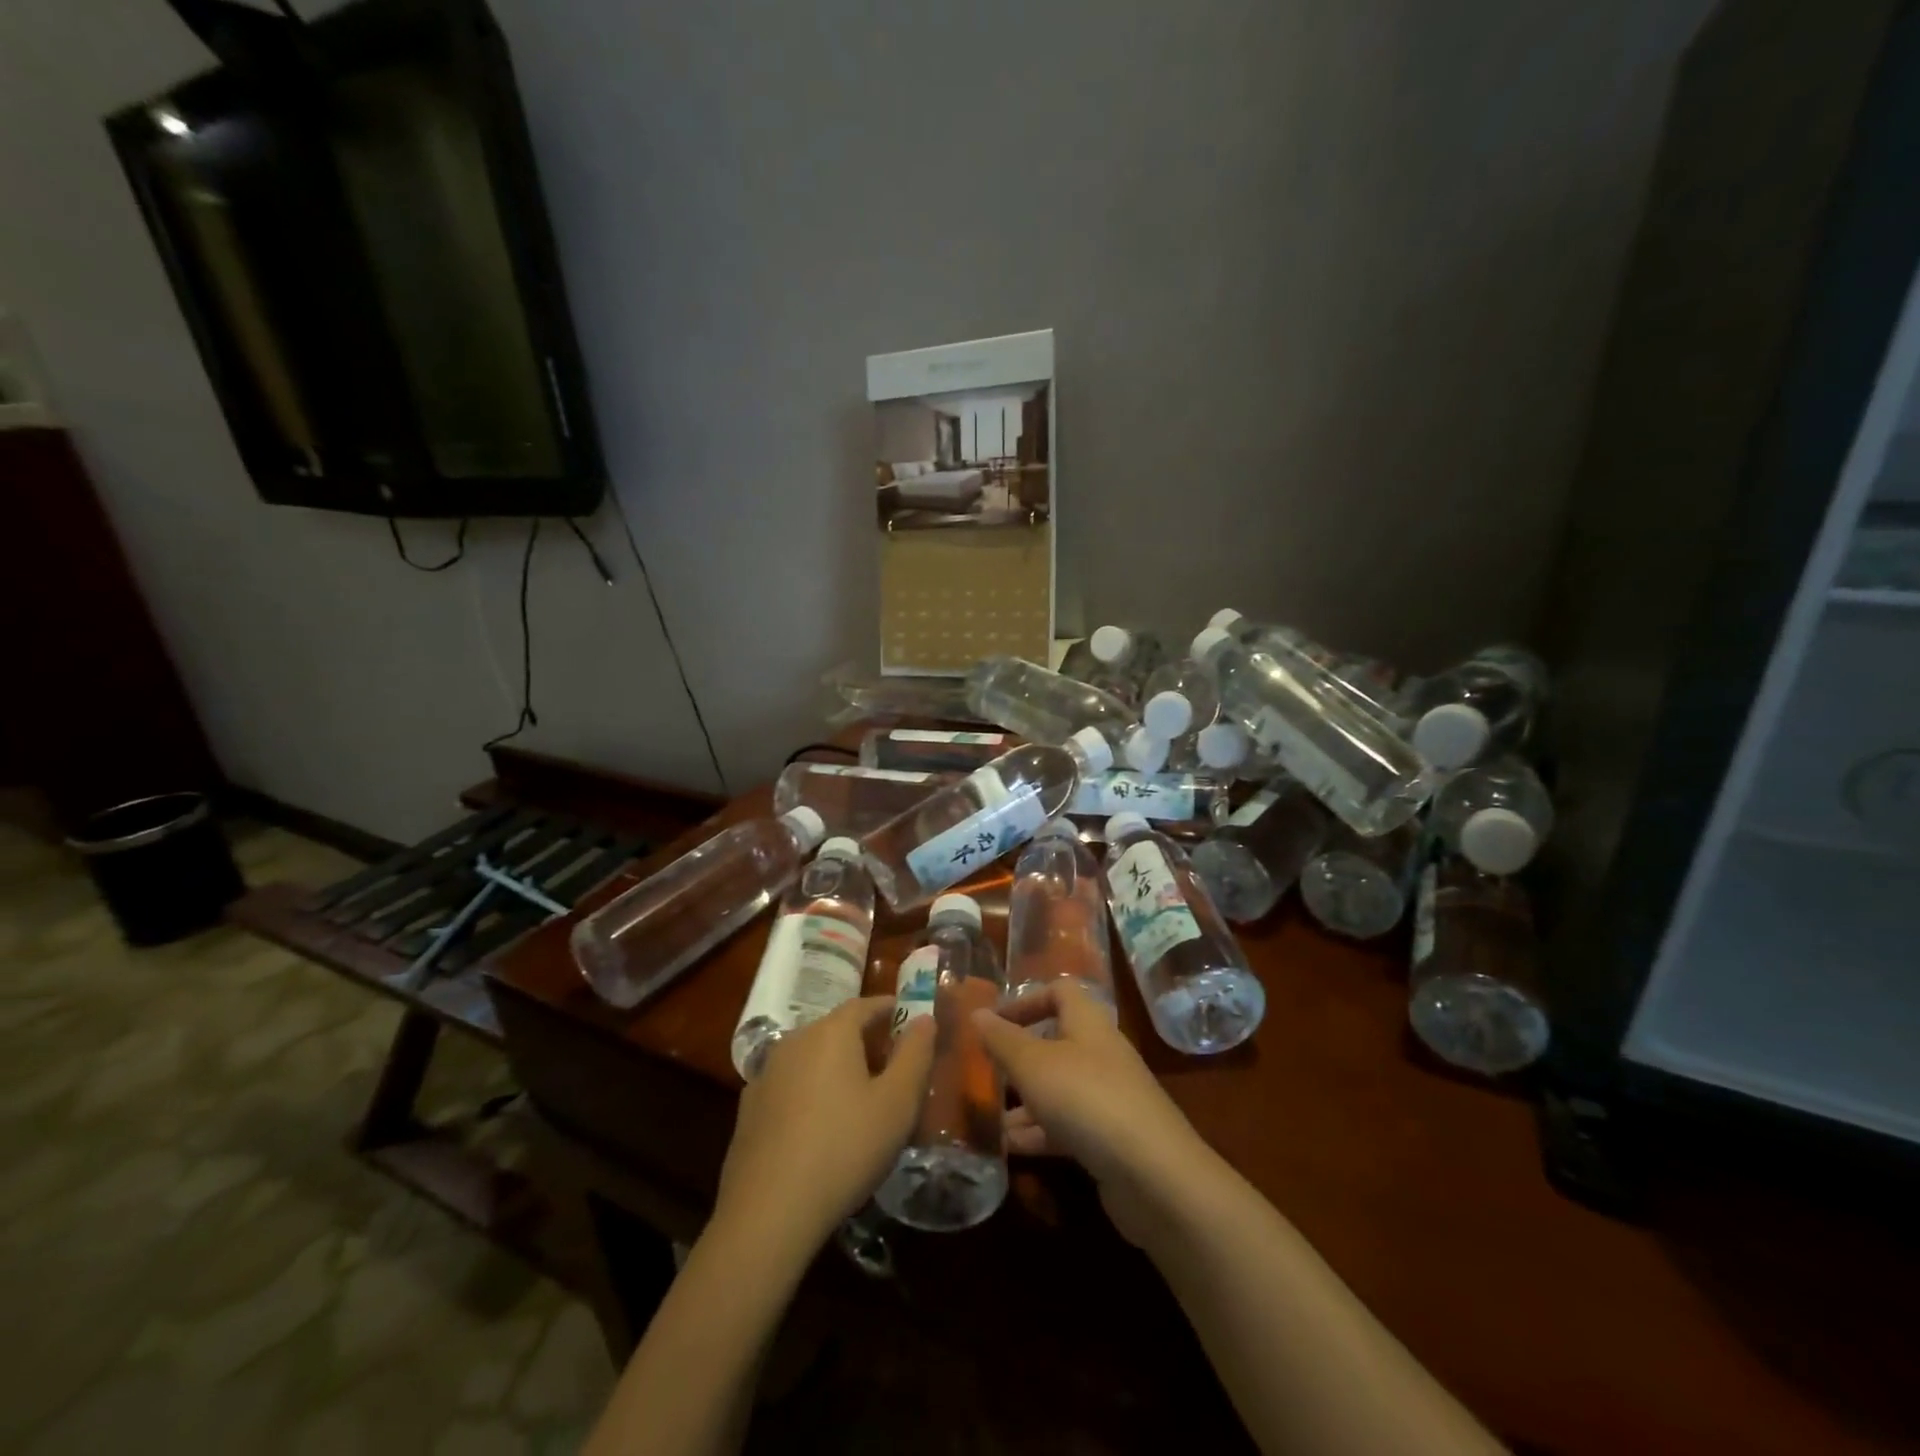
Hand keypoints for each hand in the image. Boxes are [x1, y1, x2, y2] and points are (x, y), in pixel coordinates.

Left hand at [712, 997, 934, 1258]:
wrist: (768, 1212)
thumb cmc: (845, 1148)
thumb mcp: (897, 1103)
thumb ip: (916, 1054)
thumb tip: (924, 1018)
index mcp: (831, 1032)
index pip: (866, 1005)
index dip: (890, 1009)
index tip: (910, 1020)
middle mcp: (795, 1040)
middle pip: (837, 1028)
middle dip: (866, 1039)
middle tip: (892, 1063)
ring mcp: (767, 1073)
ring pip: (811, 1056)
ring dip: (836, 1066)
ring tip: (859, 1096)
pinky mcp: (750, 1108)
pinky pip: (791, 1085)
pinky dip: (810, 1091)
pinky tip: (820, 1124)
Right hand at [971, 981, 1212, 1245]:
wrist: (1153, 1174)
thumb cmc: (1086, 1099)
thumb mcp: (1033, 1064)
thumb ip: (1002, 1039)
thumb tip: (976, 1012)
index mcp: (1088, 1023)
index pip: (1060, 992)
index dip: (1026, 1000)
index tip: (993, 1021)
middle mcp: (1100, 1054)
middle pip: (1055, 1042)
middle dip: (1018, 1057)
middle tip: (982, 1072)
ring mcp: (1107, 1098)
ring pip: (1057, 1088)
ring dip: (1023, 1101)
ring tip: (984, 1117)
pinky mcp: (1109, 1139)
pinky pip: (1066, 1126)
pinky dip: (1038, 1133)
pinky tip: (1007, 1149)